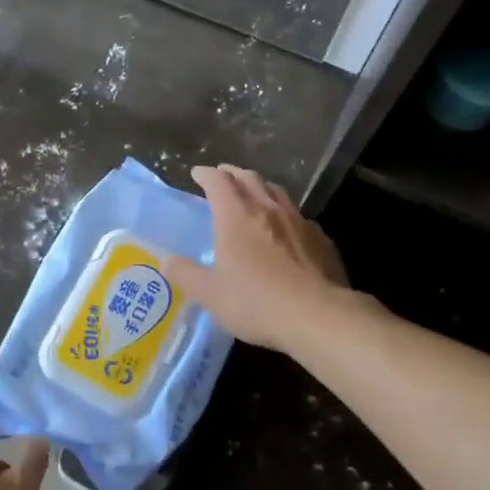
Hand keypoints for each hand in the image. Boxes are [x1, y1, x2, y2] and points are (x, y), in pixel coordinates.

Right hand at [165, 164, 366, 350]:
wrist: (317, 316)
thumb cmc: (256, 301)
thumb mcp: (210, 293)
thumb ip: (186, 274)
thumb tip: (167, 261)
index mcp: (236, 216)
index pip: (219, 181)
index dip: (206, 174)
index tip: (197, 174)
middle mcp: (268, 210)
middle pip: (250, 178)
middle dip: (233, 174)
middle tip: (223, 177)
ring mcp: (299, 222)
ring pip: (277, 192)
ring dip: (262, 188)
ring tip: (255, 195)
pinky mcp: (321, 239)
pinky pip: (299, 216)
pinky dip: (286, 214)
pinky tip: (286, 229)